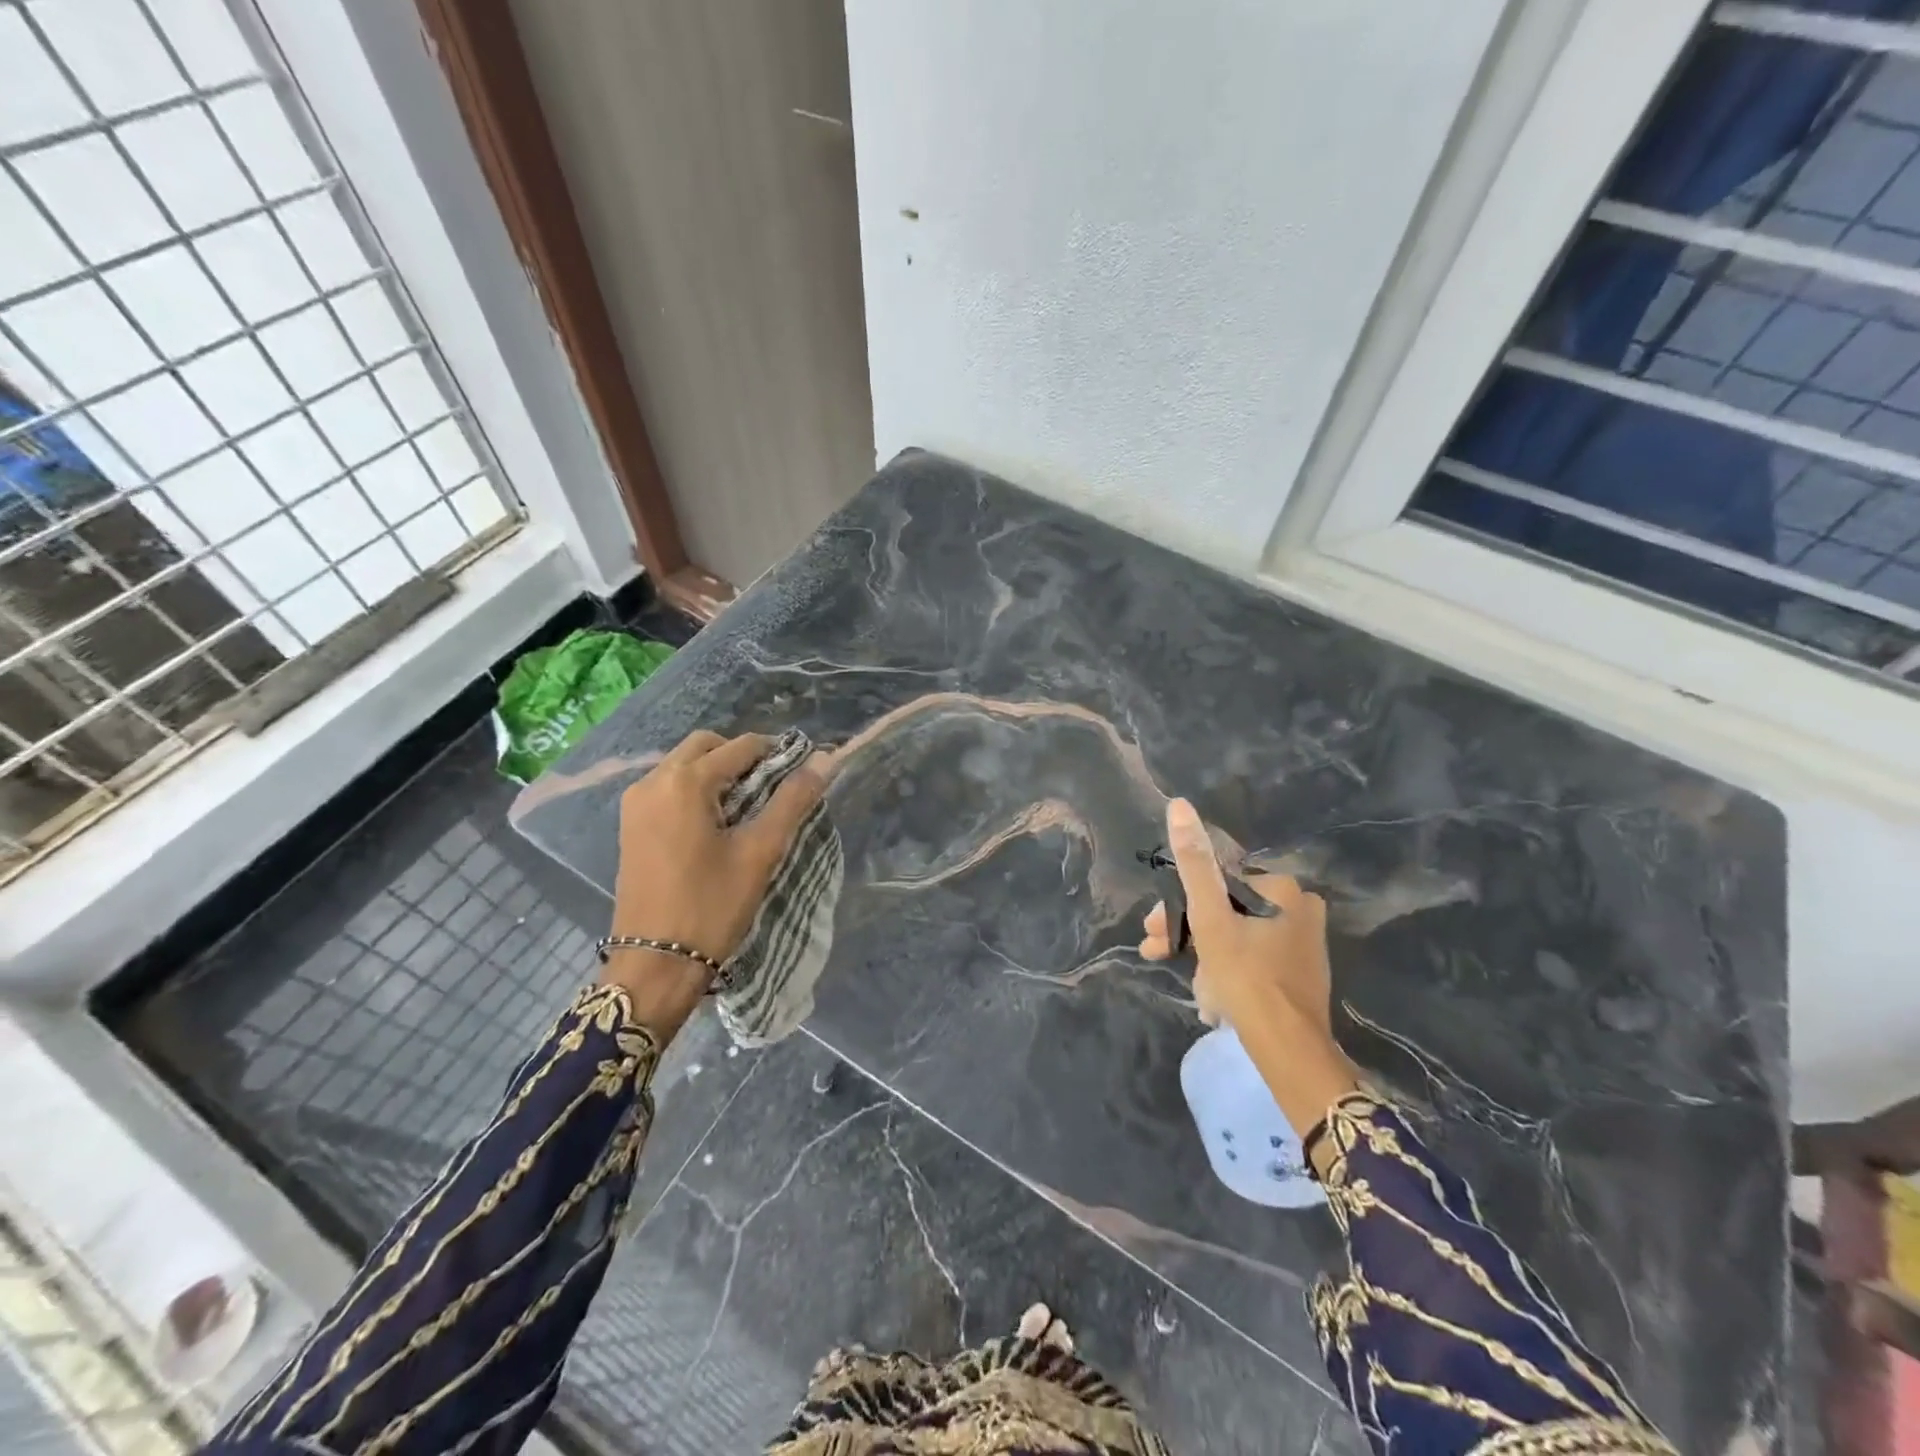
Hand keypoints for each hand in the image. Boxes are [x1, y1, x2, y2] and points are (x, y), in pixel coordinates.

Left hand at [602, 731, 824, 1035]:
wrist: (655, 965)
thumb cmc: (712, 906)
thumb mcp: (760, 851)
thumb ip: (793, 800)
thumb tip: (825, 760)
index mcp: (684, 782)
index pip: (740, 746)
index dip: (776, 753)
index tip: (801, 775)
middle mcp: (653, 781)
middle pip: (706, 746)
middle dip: (742, 758)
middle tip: (773, 789)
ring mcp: (635, 804)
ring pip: (684, 765)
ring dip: (717, 773)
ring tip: (748, 808)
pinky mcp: (630, 825)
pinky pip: (668, 788)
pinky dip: (695, 791)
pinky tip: (716, 824)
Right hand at [1139, 799, 1331, 1032]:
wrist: (1289, 1048)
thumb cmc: (1245, 976)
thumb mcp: (1209, 916)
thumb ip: (1194, 862)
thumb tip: (1179, 805)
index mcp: (1281, 888)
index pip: (1214, 884)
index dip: (1178, 905)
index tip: (1152, 930)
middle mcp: (1299, 907)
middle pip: (1225, 909)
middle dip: (1186, 930)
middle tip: (1155, 951)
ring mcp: (1303, 941)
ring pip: (1236, 935)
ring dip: (1202, 953)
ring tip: (1185, 982)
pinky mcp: (1302, 971)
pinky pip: (1253, 957)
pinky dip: (1227, 968)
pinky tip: (1211, 995)